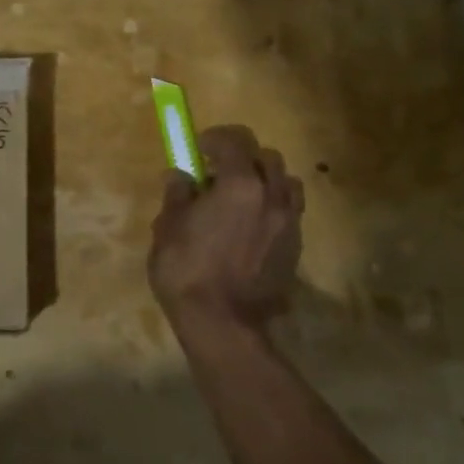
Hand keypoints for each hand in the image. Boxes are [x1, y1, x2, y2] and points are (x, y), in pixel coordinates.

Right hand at [148, 124, 303, 337]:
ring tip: (241, 199)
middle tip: (218, 174)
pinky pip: (289, 214)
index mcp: (240, 184)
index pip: (235, 140)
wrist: (223, 325)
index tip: (198, 149)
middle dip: (243, 158)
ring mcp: (289, 224)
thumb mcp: (168, 227)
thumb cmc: (187, 270)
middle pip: (267, 157)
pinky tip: (250, 228)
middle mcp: (272, 196)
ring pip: (286, 184)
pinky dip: (272, 209)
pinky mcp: (295, 249)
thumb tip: (181, 176)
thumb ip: (177, 194)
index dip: (215, 138)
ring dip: (265, 182)